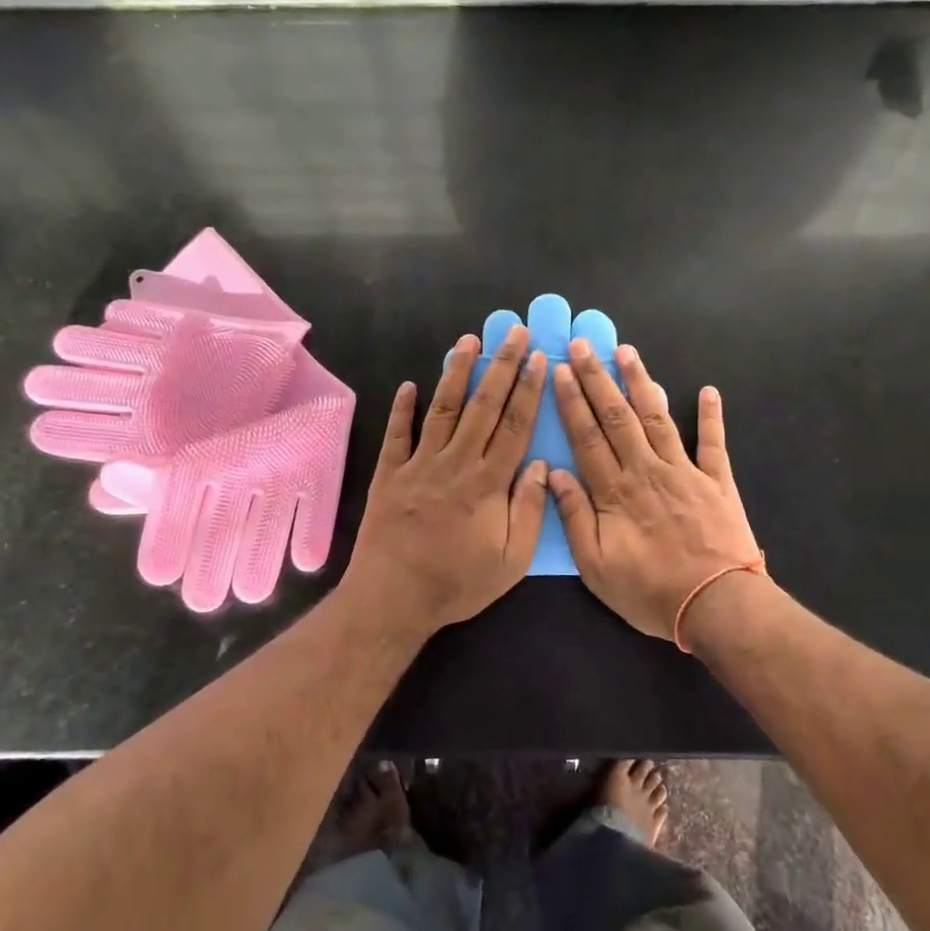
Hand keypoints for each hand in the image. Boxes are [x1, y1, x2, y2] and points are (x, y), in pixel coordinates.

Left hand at [345, 325, 549, 633]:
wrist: (394, 597)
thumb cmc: (458, 583)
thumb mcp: (510, 560)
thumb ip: (528, 510)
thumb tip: (539, 465)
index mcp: (488, 482)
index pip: (514, 426)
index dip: (529, 390)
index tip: (539, 360)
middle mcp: (455, 462)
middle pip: (483, 406)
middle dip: (502, 366)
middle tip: (514, 333)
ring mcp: (419, 464)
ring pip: (443, 409)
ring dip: (457, 372)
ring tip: (469, 340)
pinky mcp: (390, 473)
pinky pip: (397, 434)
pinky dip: (402, 408)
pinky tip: (409, 385)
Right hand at [548, 339, 759, 639]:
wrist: (717, 606)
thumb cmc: (650, 591)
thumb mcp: (596, 567)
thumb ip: (575, 517)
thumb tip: (553, 474)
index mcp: (615, 491)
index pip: (586, 436)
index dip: (571, 402)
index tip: (559, 371)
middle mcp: (646, 470)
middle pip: (617, 416)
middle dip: (597, 378)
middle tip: (583, 346)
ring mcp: (685, 471)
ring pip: (657, 417)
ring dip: (641, 382)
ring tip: (627, 351)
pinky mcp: (717, 481)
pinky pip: (713, 442)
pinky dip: (711, 416)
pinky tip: (709, 391)